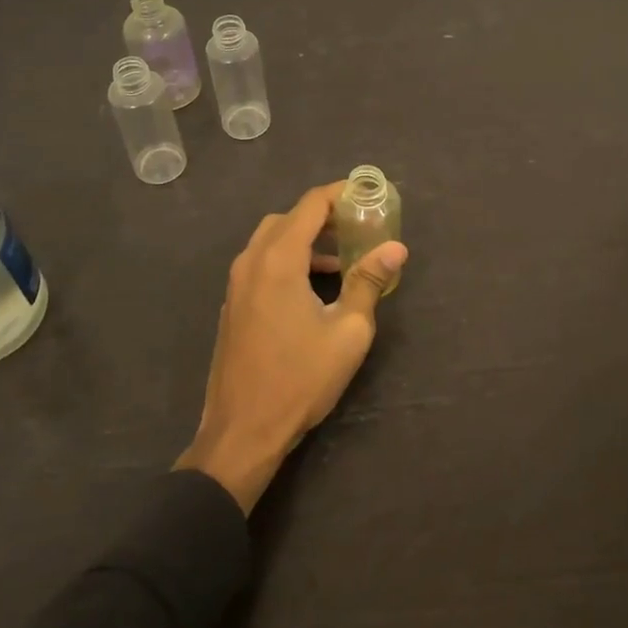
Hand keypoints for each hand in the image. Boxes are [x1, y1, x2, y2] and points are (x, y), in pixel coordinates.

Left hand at [177, 181, 408, 513]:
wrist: (241, 432)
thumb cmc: (299, 380)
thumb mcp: (347, 332)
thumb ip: (369, 282)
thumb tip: (396, 248)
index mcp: (278, 260)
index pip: (311, 205)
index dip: (341, 194)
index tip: (369, 196)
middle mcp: (251, 261)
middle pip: (289, 218)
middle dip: (324, 216)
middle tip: (358, 226)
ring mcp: (236, 284)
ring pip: (271, 240)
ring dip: (305, 238)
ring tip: (342, 257)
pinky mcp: (232, 304)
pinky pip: (261, 262)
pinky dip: (288, 258)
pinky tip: (313, 286)